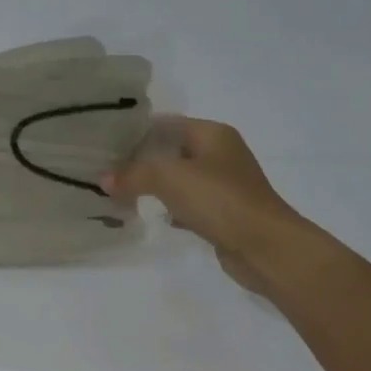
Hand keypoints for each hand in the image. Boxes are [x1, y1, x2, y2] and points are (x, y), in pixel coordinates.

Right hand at [105, 118, 320, 293]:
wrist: (266, 248)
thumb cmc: (220, 200)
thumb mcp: (169, 178)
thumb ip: (133, 174)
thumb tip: (104, 180)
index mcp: (213, 133)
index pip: (166, 122)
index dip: (136, 130)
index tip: (105, 141)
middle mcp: (220, 154)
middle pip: (172, 150)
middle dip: (141, 159)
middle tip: (107, 168)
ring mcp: (225, 185)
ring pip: (180, 179)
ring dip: (154, 185)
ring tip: (120, 191)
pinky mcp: (225, 213)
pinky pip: (190, 204)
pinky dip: (171, 208)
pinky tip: (152, 216)